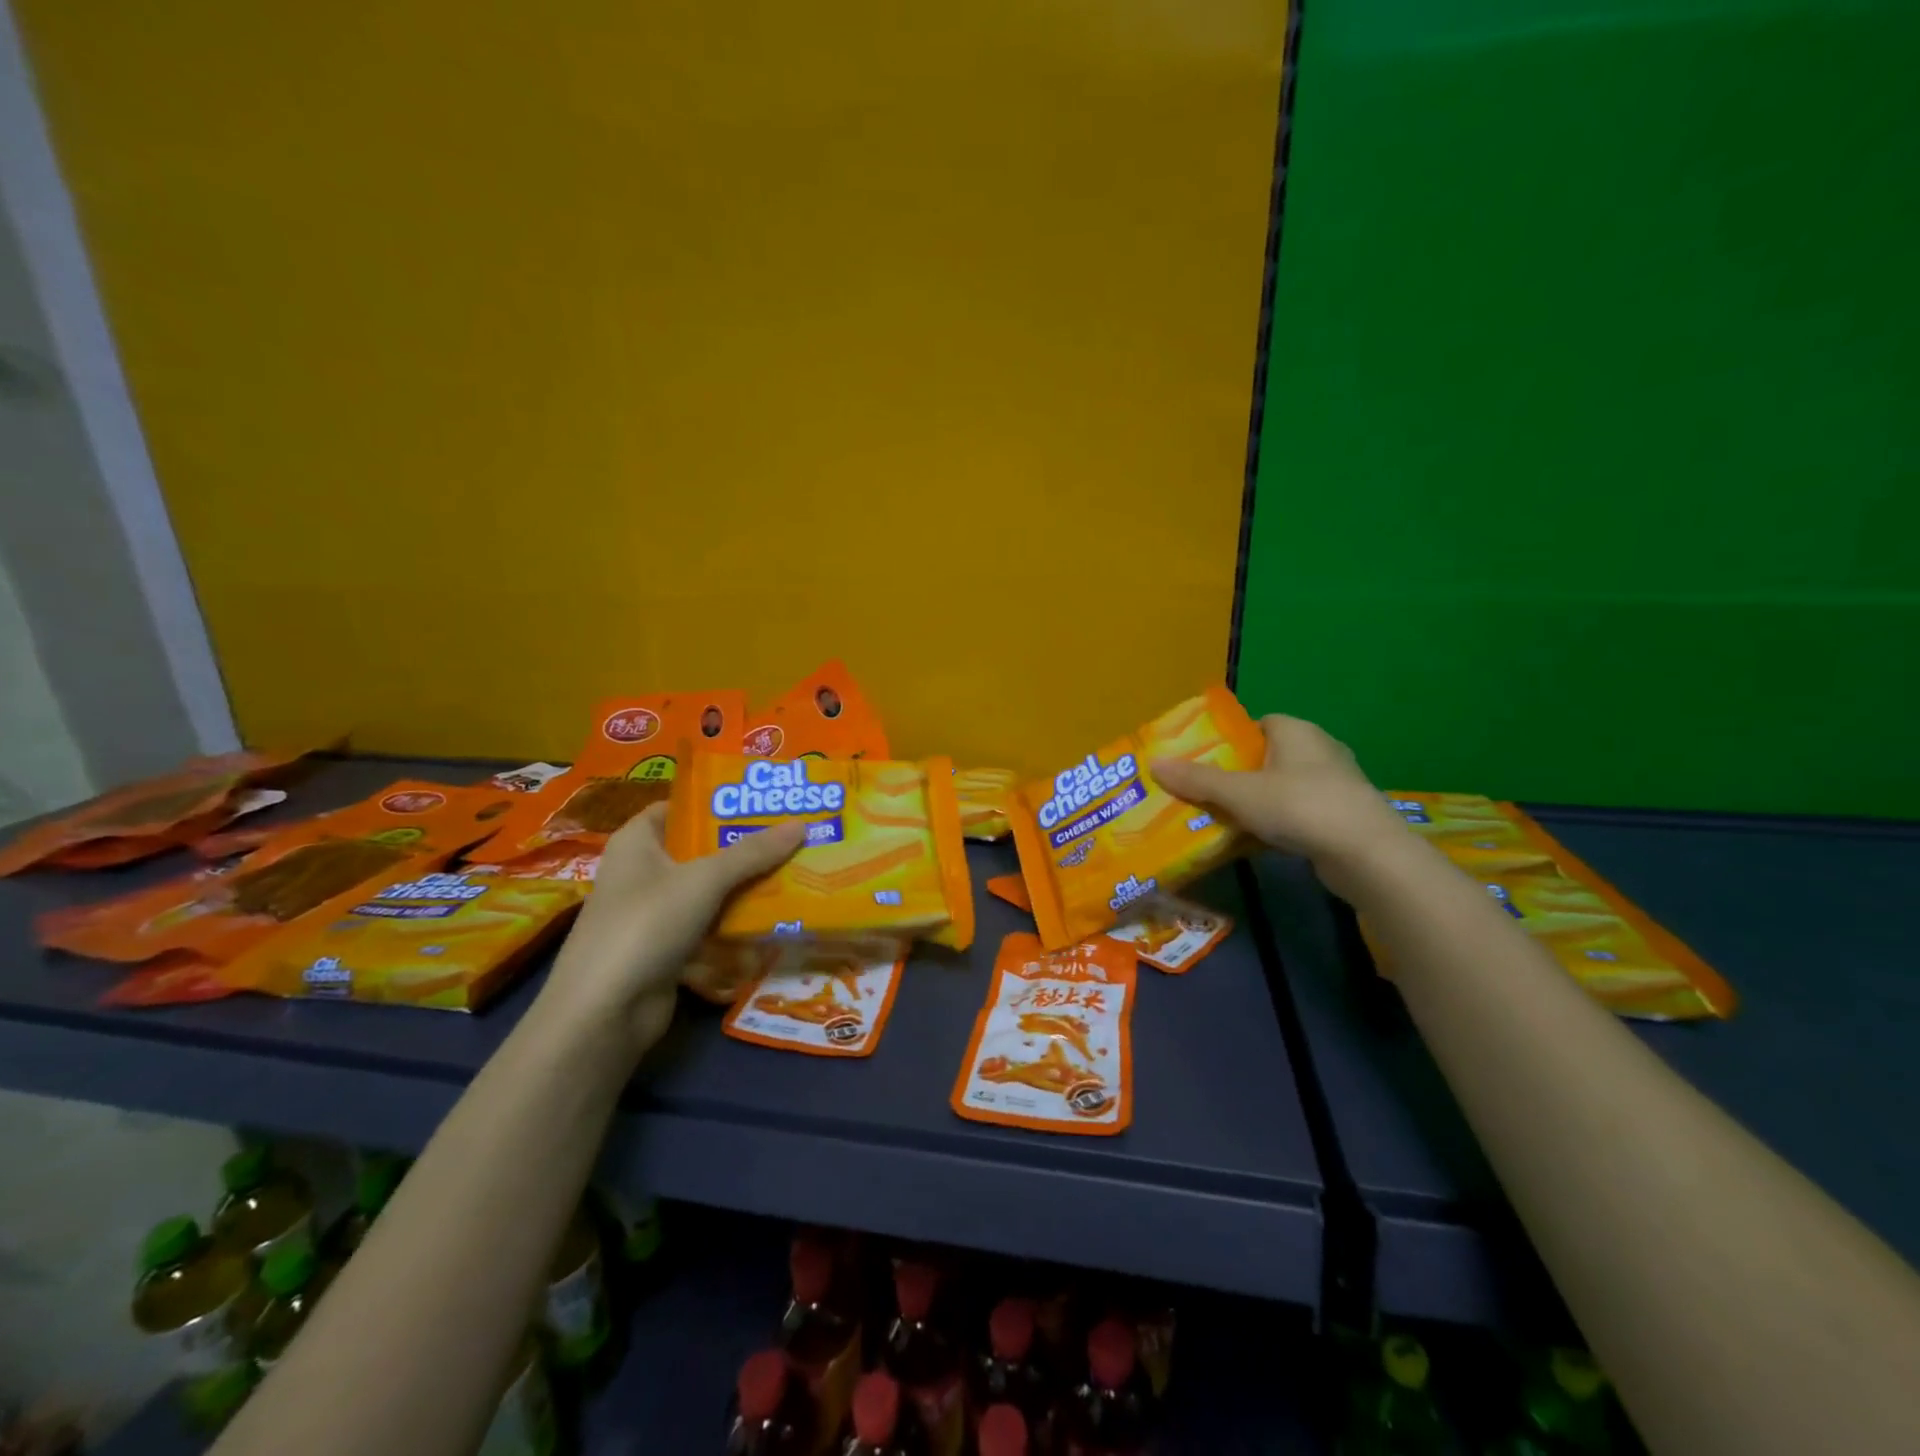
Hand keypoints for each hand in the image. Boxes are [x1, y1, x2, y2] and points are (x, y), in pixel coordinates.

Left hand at [537, 804, 805, 1055]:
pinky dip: (736, 919)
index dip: (719, 801)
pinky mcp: (666, 946)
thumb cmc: (645, 925)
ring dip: (746, 883)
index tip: (764, 800)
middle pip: (701, 848)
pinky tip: (775, 915)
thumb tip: (801, 824)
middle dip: (744, 844)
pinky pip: (709, 922)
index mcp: (638, 841)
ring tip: (796, 869)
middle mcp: (643, 870)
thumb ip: (752, 853)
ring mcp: (653, 911)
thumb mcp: (704, 880)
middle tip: (794, 833)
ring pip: (709, 888)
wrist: (605, 1012)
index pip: (681, 807)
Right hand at [1151, 715, 1410, 895]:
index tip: (1205, 763)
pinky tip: (1259, 841)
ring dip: (1259, 802)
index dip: (1230, 741)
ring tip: (1226, 820)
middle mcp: (1320, 749)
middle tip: (1206, 794)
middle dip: (1239, 775)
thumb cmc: (1299, 807)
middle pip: (1267, 756)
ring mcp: (1337, 783)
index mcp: (1296, 730)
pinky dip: (1280, 823)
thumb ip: (1197, 780)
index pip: (1258, 724)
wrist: (1367, 854)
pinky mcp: (1345, 815)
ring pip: (1284, 786)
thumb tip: (1154, 764)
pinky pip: (1301, 811)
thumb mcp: (1239, 793)